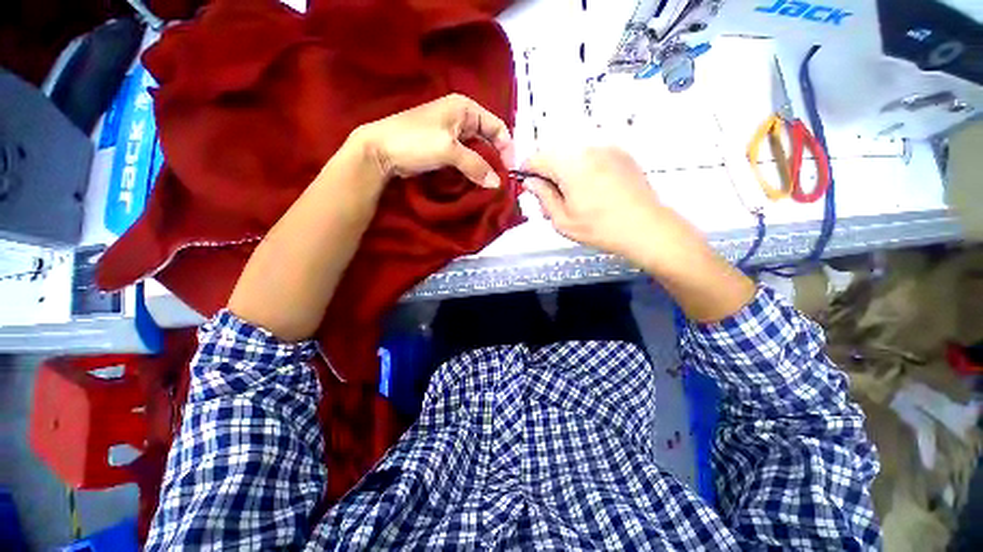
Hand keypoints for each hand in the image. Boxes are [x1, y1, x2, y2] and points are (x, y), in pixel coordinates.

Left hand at [354, 94, 514, 189]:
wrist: (380, 150)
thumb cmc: (415, 141)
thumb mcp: (448, 151)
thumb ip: (476, 166)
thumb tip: (497, 183)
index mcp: (465, 109)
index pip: (497, 127)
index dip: (506, 148)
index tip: (509, 170)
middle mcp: (461, 118)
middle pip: (488, 140)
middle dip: (495, 160)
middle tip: (500, 182)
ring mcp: (452, 134)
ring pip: (477, 152)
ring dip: (484, 168)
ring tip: (488, 185)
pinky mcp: (444, 149)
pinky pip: (466, 159)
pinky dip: (472, 170)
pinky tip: (475, 182)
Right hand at [522, 147, 673, 267]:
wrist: (645, 227)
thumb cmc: (599, 228)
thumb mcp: (562, 220)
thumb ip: (543, 197)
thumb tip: (531, 182)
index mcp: (569, 164)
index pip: (537, 158)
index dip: (527, 172)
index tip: (528, 186)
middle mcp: (587, 148)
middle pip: (555, 154)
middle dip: (547, 173)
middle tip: (551, 199)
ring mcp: (607, 148)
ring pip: (573, 154)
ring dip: (565, 171)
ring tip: (572, 197)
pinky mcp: (621, 154)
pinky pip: (592, 156)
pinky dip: (584, 168)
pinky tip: (592, 190)